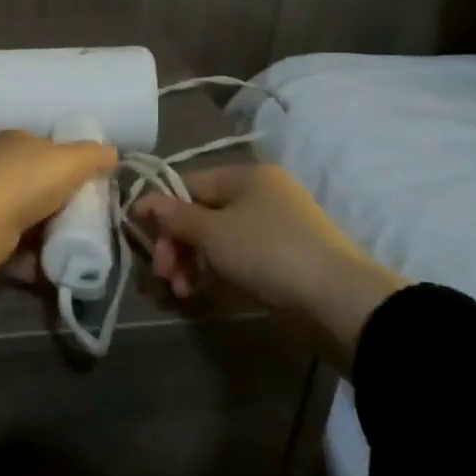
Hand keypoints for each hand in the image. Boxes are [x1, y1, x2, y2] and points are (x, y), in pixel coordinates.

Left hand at [0, 130, 116, 284]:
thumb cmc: (24, 181)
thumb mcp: (69, 160)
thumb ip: (93, 155)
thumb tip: (113, 152)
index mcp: (15, 141)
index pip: (47, 148)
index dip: (70, 165)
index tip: (92, 187)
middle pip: (39, 185)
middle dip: (62, 205)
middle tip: (88, 223)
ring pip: (29, 218)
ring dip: (49, 235)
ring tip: (74, 249)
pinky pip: (17, 247)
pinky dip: (33, 258)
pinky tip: (51, 266)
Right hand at [132, 163, 406, 372]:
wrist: (337, 300)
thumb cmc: (268, 252)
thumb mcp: (213, 232)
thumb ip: (174, 216)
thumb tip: (141, 201)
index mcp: (245, 175)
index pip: (187, 184)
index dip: (159, 208)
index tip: (138, 235)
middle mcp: (258, 194)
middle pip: (199, 212)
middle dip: (175, 243)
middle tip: (163, 274)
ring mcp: (270, 227)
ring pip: (215, 238)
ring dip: (190, 261)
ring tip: (181, 291)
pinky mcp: (278, 258)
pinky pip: (233, 257)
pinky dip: (213, 271)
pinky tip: (199, 292)